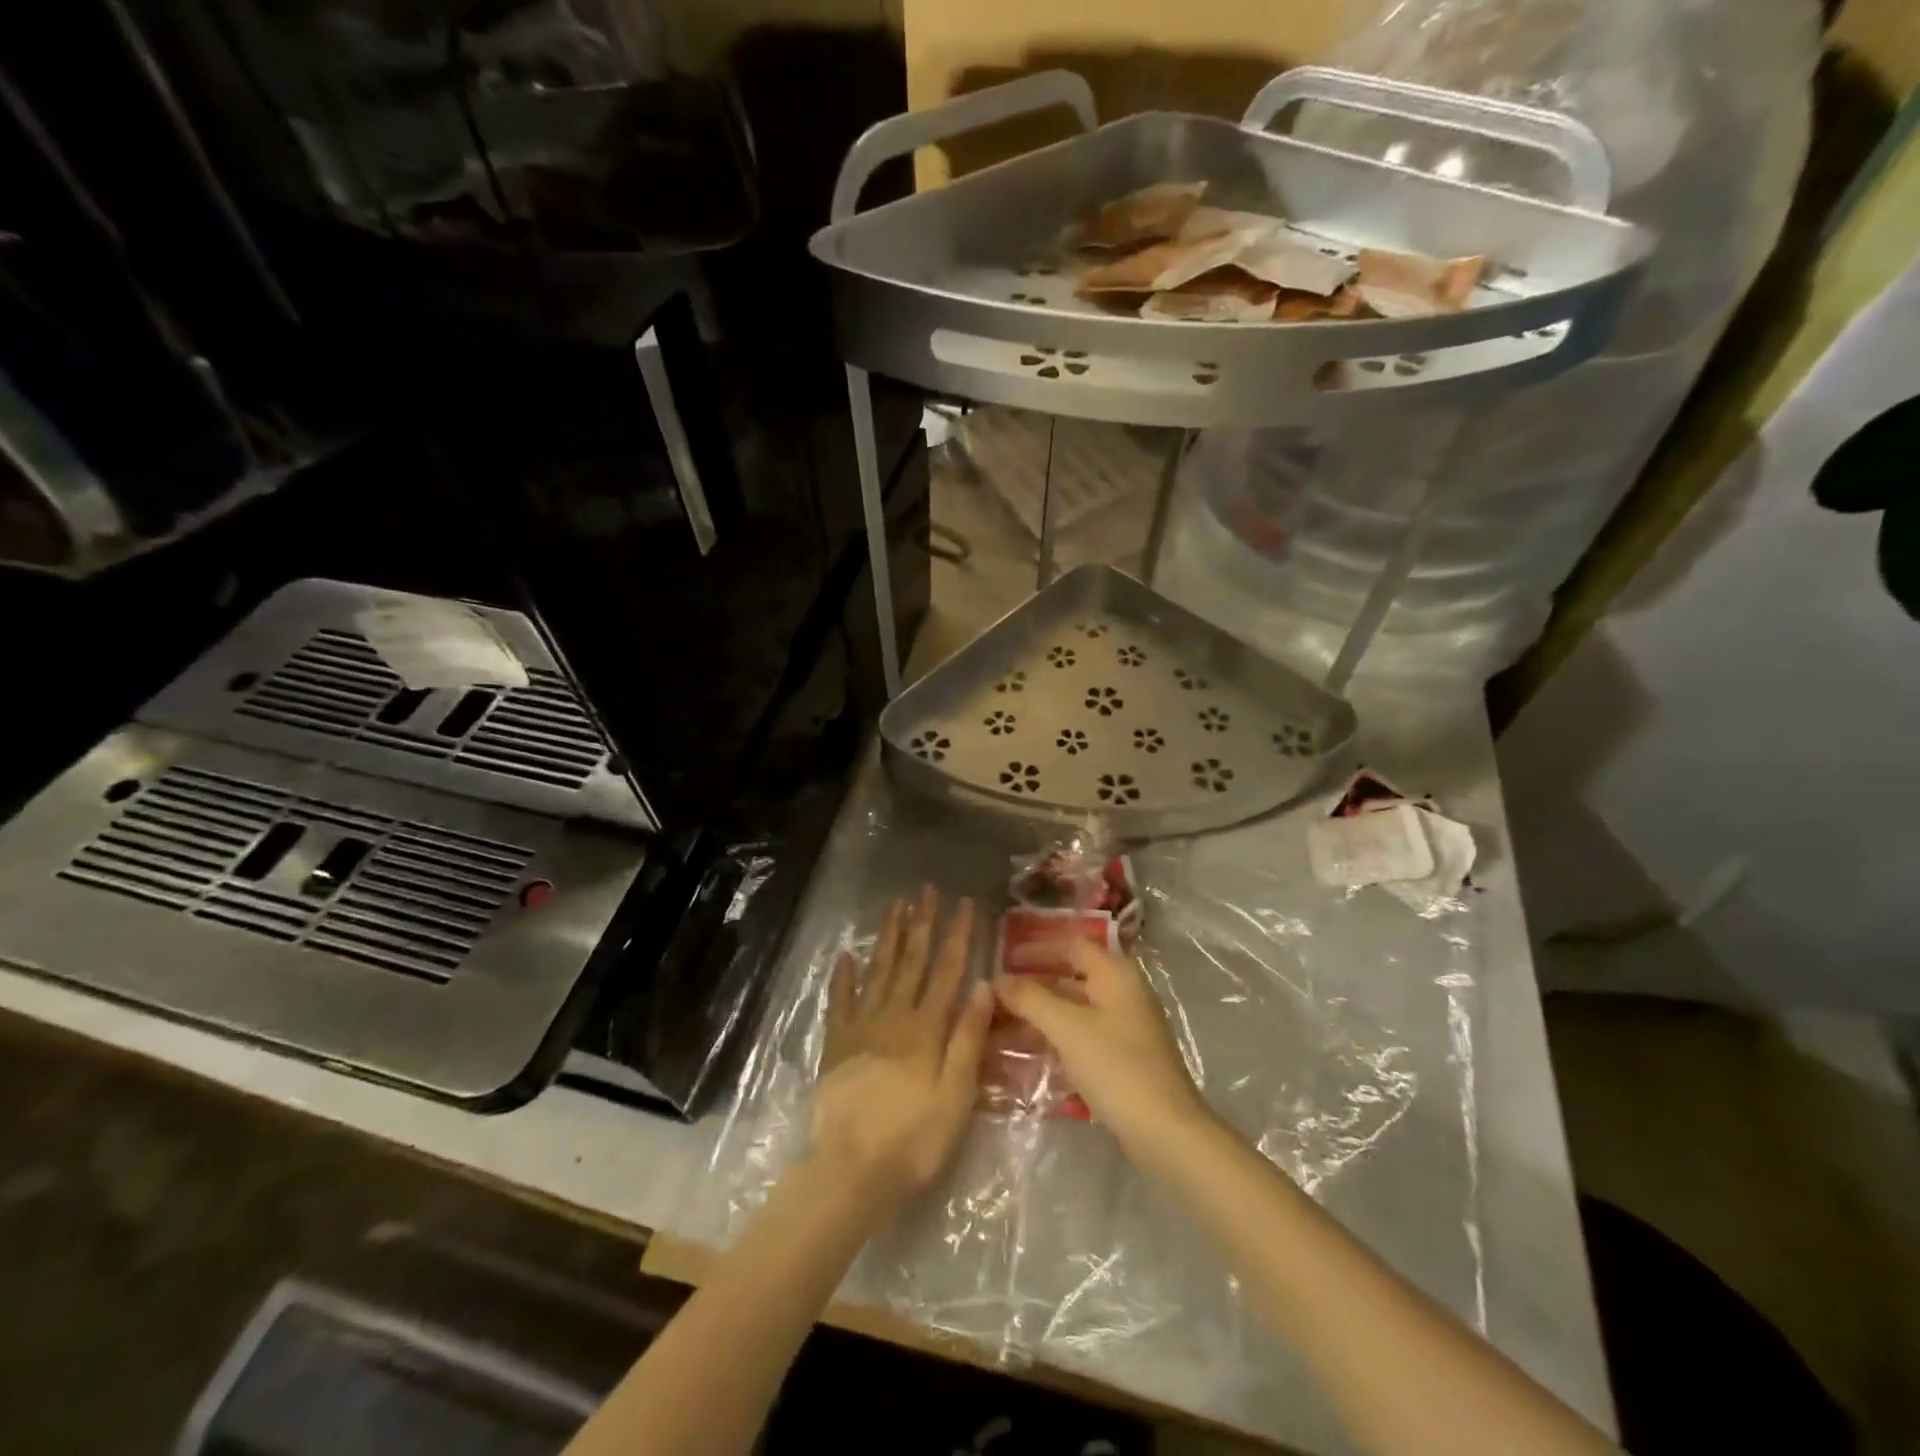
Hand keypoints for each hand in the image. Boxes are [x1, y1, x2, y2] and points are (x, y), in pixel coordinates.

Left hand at [810, 888, 993, 1212]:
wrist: (853, 1171)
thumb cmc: (915, 1138)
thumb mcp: (956, 1094)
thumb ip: (968, 1038)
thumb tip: (981, 985)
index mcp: (925, 1028)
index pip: (946, 970)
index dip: (957, 935)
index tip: (964, 904)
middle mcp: (893, 1017)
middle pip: (911, 961)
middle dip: (921, 924)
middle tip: (926, 891)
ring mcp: (861, 1028)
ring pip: (877, 971)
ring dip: (888, 937)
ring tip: (895, 906)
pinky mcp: (837, 1046)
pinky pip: (840, 1002)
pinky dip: (843, 977)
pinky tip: (845, 955)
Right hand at [994, 939, 1213, 1161]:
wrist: (1166, 1132)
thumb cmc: (1116, 1067)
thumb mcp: (1067, 1028)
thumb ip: (1030, 999)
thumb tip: (998, 979)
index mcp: (1116, 973)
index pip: (1071, 945)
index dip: (1036, 948)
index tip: (1002, 958)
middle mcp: (1123, 992)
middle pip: (1071, 976)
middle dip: (1033, 985)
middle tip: (995, 995)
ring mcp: (1126, 1026)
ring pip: (1074, 1009)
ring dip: (1040, 1014)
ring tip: (1000, 1025)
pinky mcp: (1124, 1057)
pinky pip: (1081, 1034)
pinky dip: (1055, 1037)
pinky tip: (1027, 1051)